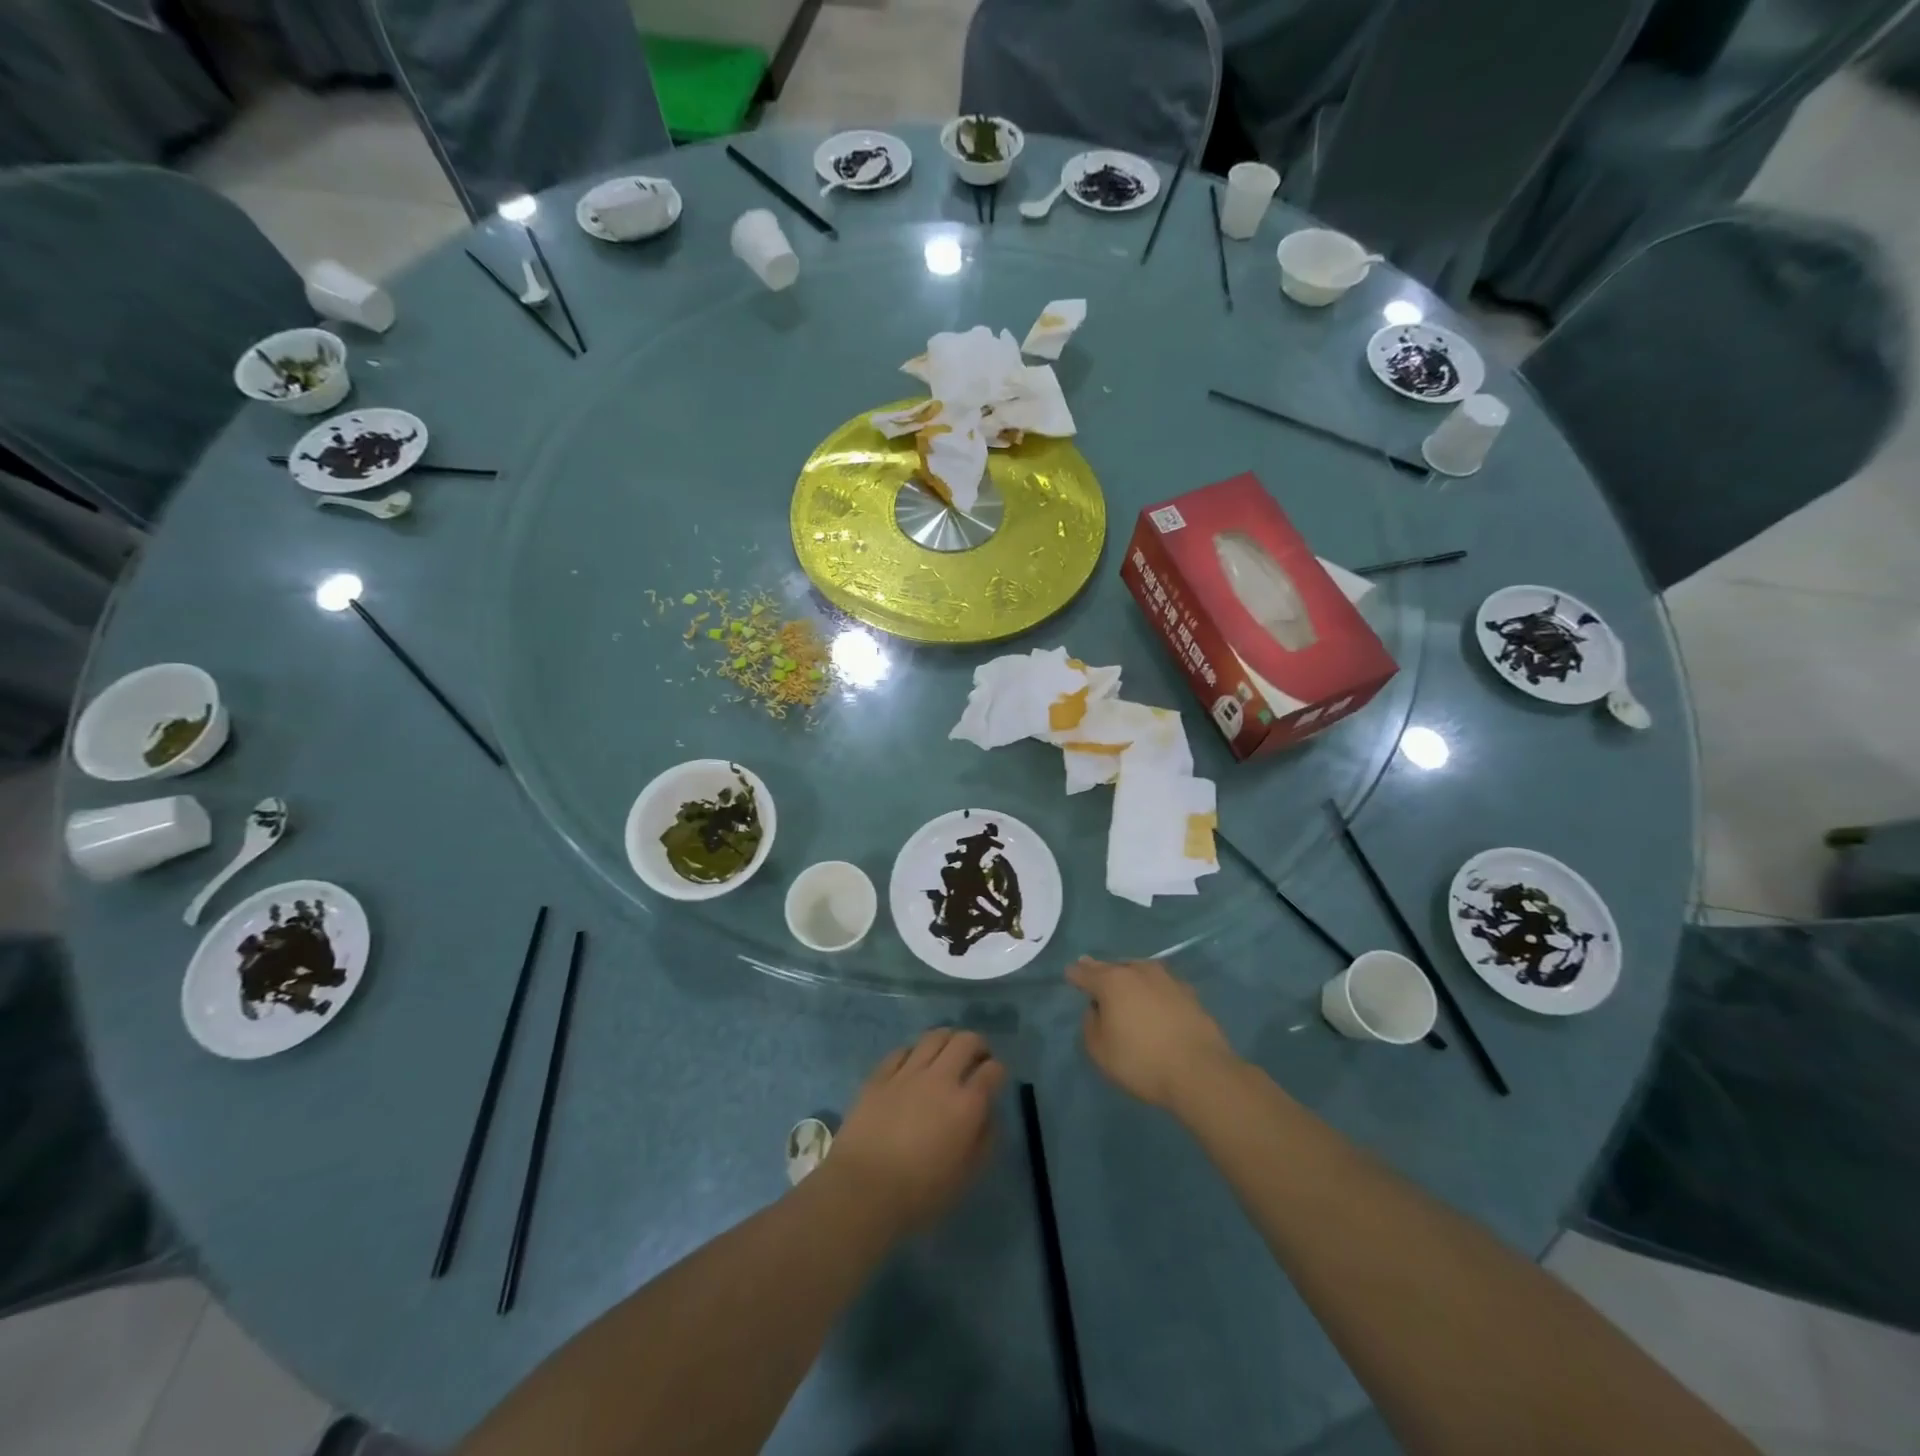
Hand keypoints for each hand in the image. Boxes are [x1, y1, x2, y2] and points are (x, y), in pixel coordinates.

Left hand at [826, 1029, 1005, 1235]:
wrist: (863, 1190)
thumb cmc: (920, 1193)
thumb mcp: (966, 1176)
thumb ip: (984, 1140)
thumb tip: (988, 1114)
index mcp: (967, 1105)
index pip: (993, 1070)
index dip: (998, 1072)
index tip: (994, 1080)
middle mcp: (941, 1078)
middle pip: (966, 1041)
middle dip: (977, 1045)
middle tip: (976, 1059)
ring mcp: (908, 1072)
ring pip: (935, 1036)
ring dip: (948, 1040)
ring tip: (947, 1054)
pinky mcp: (880, 1075)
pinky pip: (903, 1050)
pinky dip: (914, 1052)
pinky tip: (913, 1065)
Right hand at [1066, 957, 1238, 1109]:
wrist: (1201, 1072)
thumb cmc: (1142, 1061)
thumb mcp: (1100, 1051)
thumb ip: (1090, 1024)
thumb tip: (1097, 1009)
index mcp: (1112, 981)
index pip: (1085, 972)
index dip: (1075, 975)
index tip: (1070, 975)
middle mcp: (1138, 971)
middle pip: (1112, 967)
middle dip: (1100, 971)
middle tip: (1092, 973)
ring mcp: (1167, 979)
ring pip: (1138, 971)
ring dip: (1128, 978)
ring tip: (1124, 989)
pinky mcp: (1188, 992)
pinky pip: (1160, 985)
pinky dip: (1151, 990)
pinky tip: (1152, 1003)